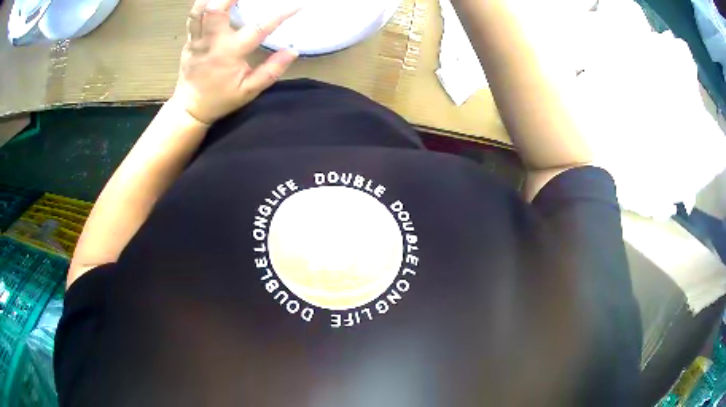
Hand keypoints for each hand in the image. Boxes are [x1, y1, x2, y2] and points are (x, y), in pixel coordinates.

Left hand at [171, 0, 298, 124]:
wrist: (190, 108)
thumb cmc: (220, 99)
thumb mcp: (249, 91)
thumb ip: (271, 70)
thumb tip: (293, 51)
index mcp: (229, 53)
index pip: (259, 28)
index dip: (280, 14)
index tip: (298, 5)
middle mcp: (211, 42)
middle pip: (215, 9)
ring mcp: (196, 39)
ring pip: (199, 10)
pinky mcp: (189, 40)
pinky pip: (194, 16)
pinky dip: (203, 3)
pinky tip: (214, 0)